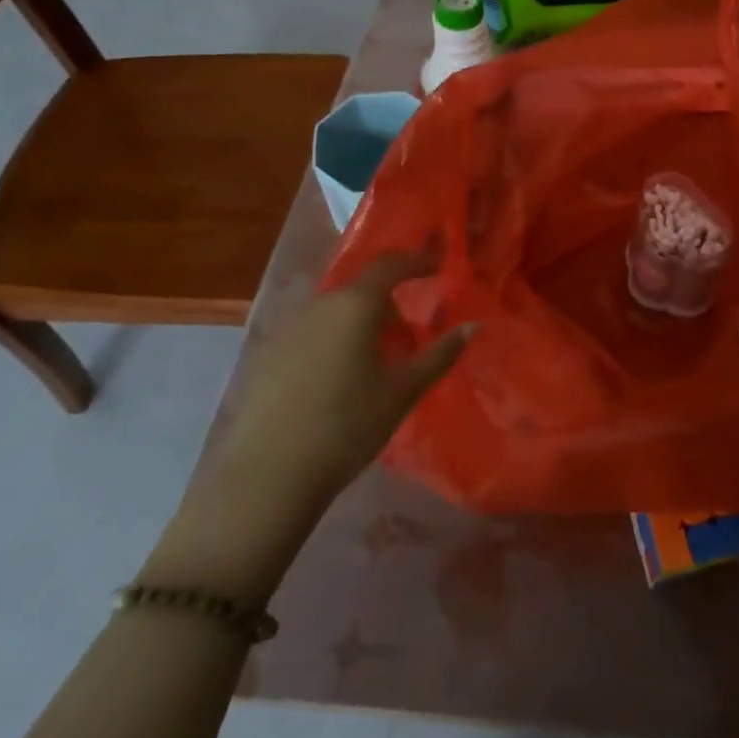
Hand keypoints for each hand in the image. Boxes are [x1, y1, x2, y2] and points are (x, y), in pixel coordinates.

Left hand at [146, 254, 471, 602]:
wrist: (265, 477)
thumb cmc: (346, 426)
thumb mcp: (402, 391)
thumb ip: (440, 354)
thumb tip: (473, 326)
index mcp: (355, 305)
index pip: (391, 264)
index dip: (418, 260)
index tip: (440, 266)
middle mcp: (320, 305)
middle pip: (362, 288)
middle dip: (391, 301)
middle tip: (412, 333)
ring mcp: (289, 329)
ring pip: (337, 310)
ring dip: (363, 322)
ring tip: (380, 360)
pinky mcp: (270, 356)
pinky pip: (314, 332)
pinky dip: (337, 339)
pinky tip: (342, 379)